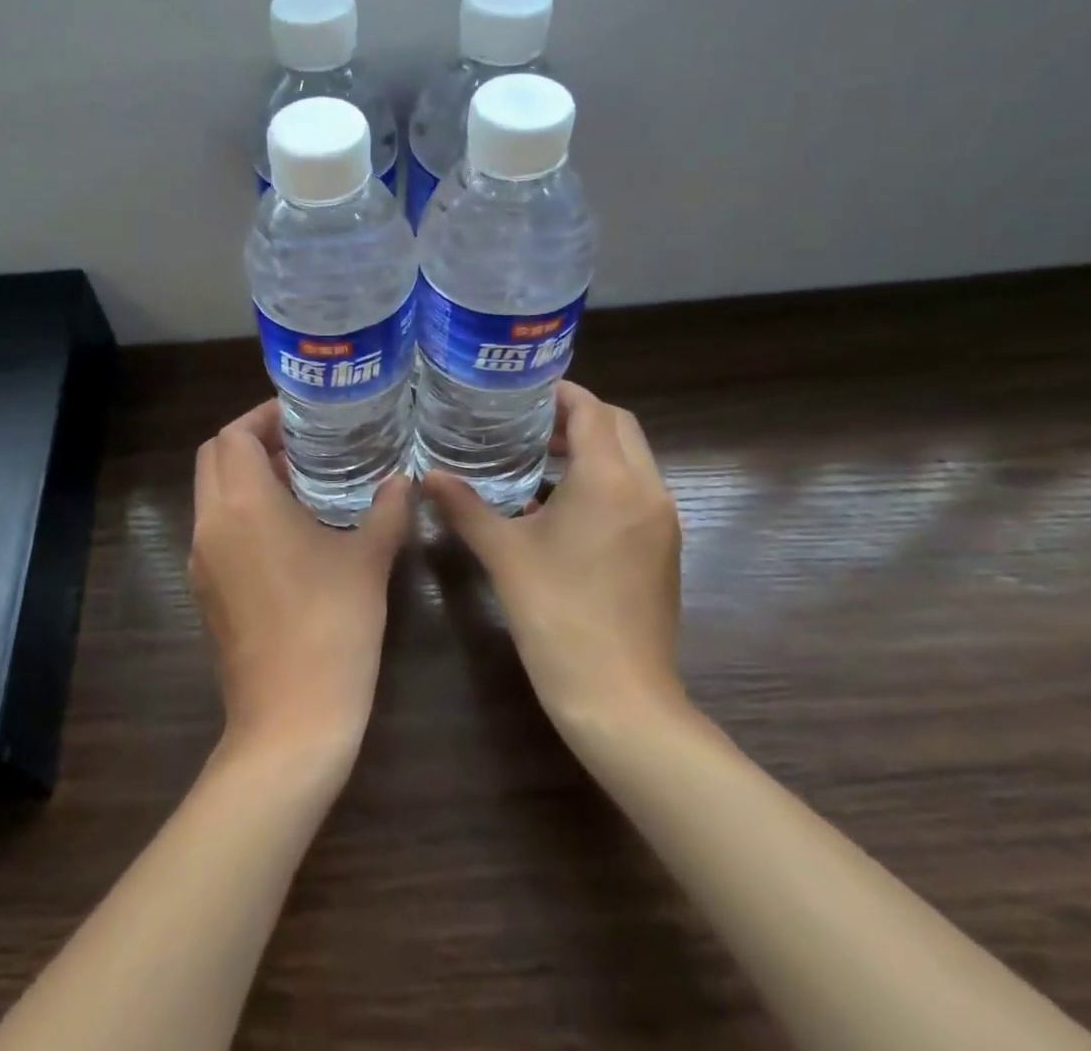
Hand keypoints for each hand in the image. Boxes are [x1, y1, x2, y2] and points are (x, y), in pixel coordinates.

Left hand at [190, 401, 411, 761]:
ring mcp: (201, 560)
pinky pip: (215, 529)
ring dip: (244, 476)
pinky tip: (286, 531)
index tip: (300, 416)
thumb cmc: (332, 627)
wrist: (290, 720)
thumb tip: (404, 479)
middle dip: (250, 440)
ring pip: (210, 493)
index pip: (234, 435)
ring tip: (298, 481)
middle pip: (213, 457)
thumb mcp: (369, 561)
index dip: (263, 416)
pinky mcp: (203, 591)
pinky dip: (240, 511)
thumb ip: (387, 510)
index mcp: (244, 505)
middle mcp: (211, 524)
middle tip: (299, 442)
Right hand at [423, 381, 683, 731]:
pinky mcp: (664, 548)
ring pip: (633, 458)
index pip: (593, 410)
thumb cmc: (557, 615)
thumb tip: (426, 476)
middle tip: (528, 422)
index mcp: (610, 480)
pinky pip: (636, 490)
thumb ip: (465, 506)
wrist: (620, 698)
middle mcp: (647, 490)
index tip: (521, 392)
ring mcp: (662, 521)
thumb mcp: (504, 554)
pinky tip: (561, 505)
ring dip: (593, 447)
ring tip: (540, 457)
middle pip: (620, 427)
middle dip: (578, 415)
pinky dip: (605, 478)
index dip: (560, 393)